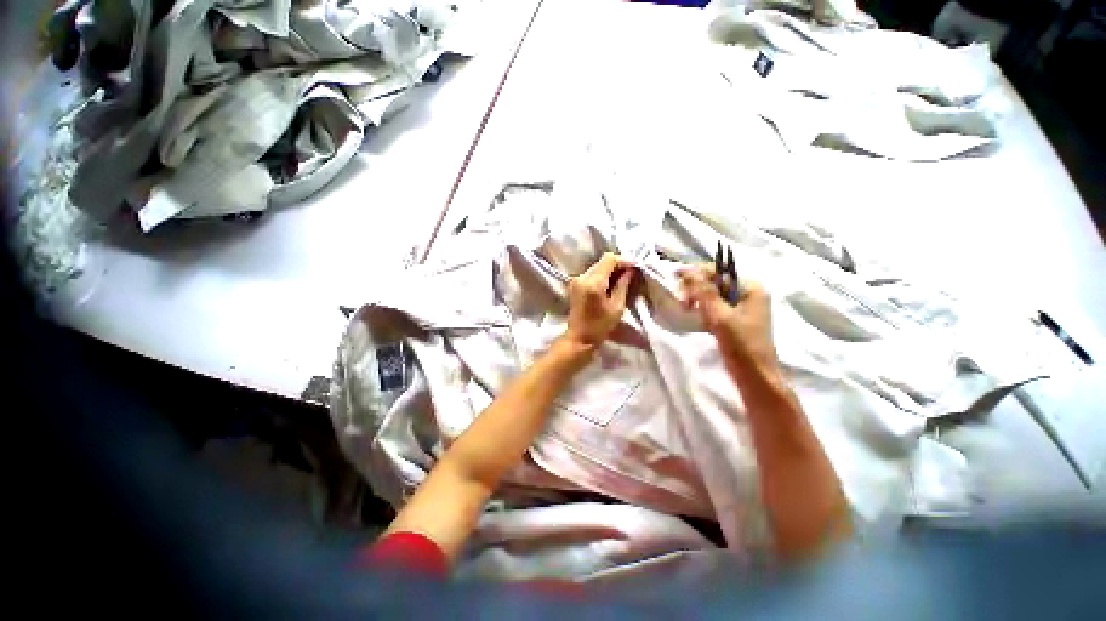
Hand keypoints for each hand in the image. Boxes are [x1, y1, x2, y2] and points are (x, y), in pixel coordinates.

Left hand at [564, 253, 636, 347]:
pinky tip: (610, 284)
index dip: (624, 260)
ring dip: (610, 270)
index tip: (635, 267)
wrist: (579, 338)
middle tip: (631, 273)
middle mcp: (582, 277)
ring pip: (597, 266)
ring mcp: (576, 280)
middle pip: (602, 261)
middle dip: (618, 265)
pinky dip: (602, 275)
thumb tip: (630, 270)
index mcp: (593, 282)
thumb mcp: (617, 306)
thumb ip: (623, 285)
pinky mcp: (575, 284)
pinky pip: (592, 273)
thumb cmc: (600, 326)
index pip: (609, 259)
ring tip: (622, 279)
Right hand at [678, 265, 777, 368]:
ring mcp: (743, 307)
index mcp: (752, 288)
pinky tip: (695, 316)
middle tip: (682, 300)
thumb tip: (688, 271)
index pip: (720, 272)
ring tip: (686, 308)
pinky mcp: (735, 320)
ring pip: (713, 296)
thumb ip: (704, 293)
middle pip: (716, 283)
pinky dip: (704, 310)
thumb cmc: (741, 345)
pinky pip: (716, 307)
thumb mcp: (720, 316)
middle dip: (697, 289)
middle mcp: (749, 294)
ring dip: (698, 300)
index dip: (697, 273)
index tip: (675, 278)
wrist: (755, 376)